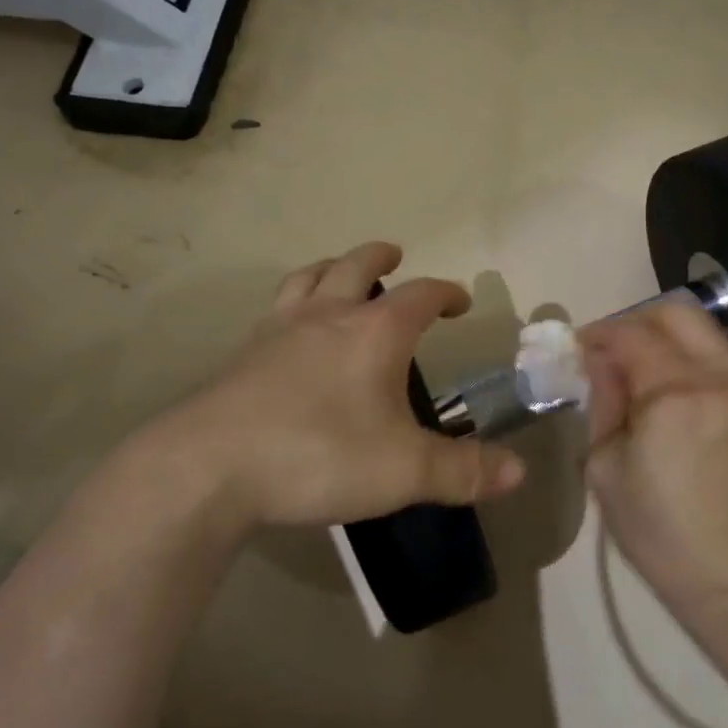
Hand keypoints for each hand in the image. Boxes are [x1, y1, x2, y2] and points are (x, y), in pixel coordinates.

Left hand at [124, 242, 525, 535]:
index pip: (420, 295)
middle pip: (355, 265)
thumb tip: (518, 470)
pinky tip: (289, 330)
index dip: (445, 292)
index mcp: (374, 332)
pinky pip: (274, 309)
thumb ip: (463, 471)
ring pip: (308, 277)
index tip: (460, 301)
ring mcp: (278, 330)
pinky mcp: (242, 354)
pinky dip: (292, 303)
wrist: (209, 468)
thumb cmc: (319, 456)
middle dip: (381, 257)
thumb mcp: (404, 472)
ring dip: (330, 267)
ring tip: (338, 272)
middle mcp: (327, 316)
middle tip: (395, 256)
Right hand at [581, 299, 727, 618]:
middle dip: (637, 321)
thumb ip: (603, 404)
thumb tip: (599, 364)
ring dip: (667, 339)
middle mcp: (720, 376)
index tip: (578, 349)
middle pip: (677, 312)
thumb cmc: (663, 535)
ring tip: (641, 374)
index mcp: (674, 393)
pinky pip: (723, 360)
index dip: (599, 334)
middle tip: (612, 352)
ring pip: (705, 333)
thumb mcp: (607, 470)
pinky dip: (692, 361)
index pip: (631, 334)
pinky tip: (674, 395)